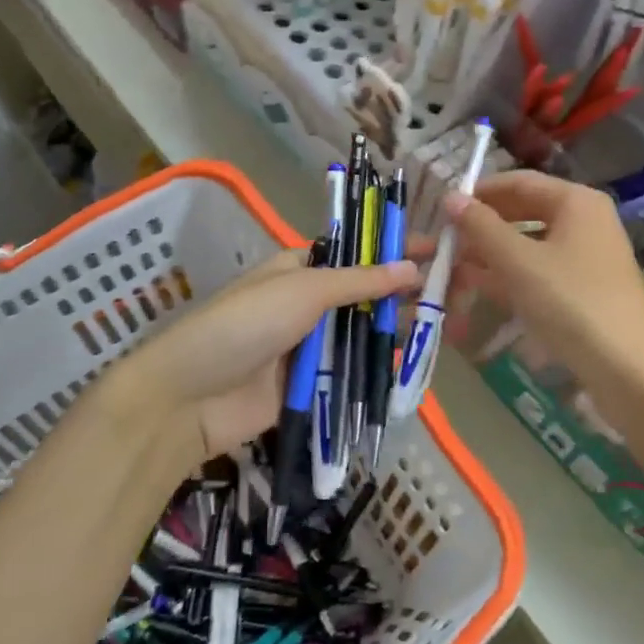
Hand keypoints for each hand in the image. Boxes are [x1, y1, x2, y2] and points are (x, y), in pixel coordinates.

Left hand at [109, 248, 418, 467]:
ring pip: (361, 334)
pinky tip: (412, 363)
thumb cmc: (245, 324)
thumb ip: (360, 282)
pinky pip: (350, 372)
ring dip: (394, 330)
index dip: (393, 249)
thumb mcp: (304, 290)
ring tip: (443, 325)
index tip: (438, 248)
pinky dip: (376, 367)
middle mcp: (307, 303)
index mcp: (299, 268)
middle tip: (451, 292)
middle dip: (401, 293)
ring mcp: (309, 346)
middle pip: (363, 295)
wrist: (191, 396)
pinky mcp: (309, 385)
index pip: (356, 253)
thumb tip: (412, 267)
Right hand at [444, 171, 643, 415]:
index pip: (518, 182)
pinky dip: (512, 277)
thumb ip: (481, 228)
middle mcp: (585, 221)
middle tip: (445, 243)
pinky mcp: (586, 290)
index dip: (479, 193)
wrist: (630, 370)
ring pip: (530, 245)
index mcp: (575, 202)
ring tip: (453, 269)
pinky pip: (541, 272)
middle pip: (524, 213)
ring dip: (492, 255)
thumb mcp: (518, 262)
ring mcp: (588, 258)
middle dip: (483, 228)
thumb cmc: (571, 302)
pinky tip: (481, 289)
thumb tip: (450, 197)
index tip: (442, 209)